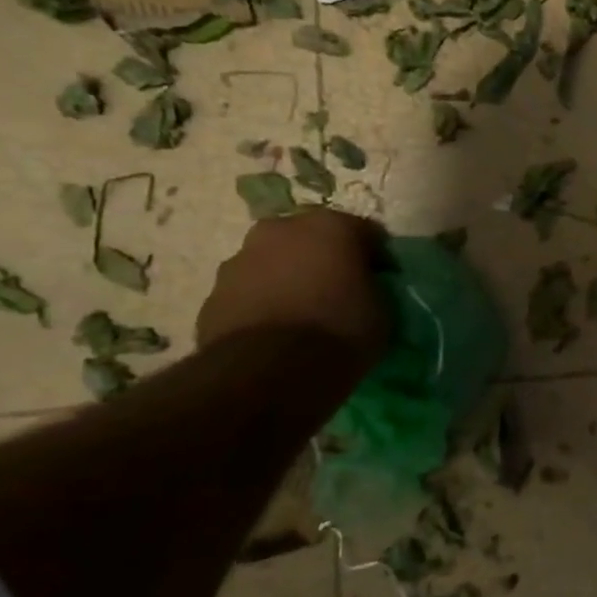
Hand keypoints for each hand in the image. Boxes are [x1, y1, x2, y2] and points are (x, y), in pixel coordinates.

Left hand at [196, 209, 390, 361]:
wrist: (270, 370)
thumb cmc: (340, 330)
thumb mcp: (382, 309)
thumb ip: (371, 287)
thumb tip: (362, 288)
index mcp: (330, 226)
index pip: (365, 232)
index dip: (376, 258)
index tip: (382, 281)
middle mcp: (281, 230)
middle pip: (311, 239)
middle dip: (324, 260)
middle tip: (339, 292)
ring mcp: (240, 259)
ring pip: (274, 263)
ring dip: (288, 280)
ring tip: (304, 316)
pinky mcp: (213, 294)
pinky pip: (250, 293)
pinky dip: (264, 304)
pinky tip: (277, 333)